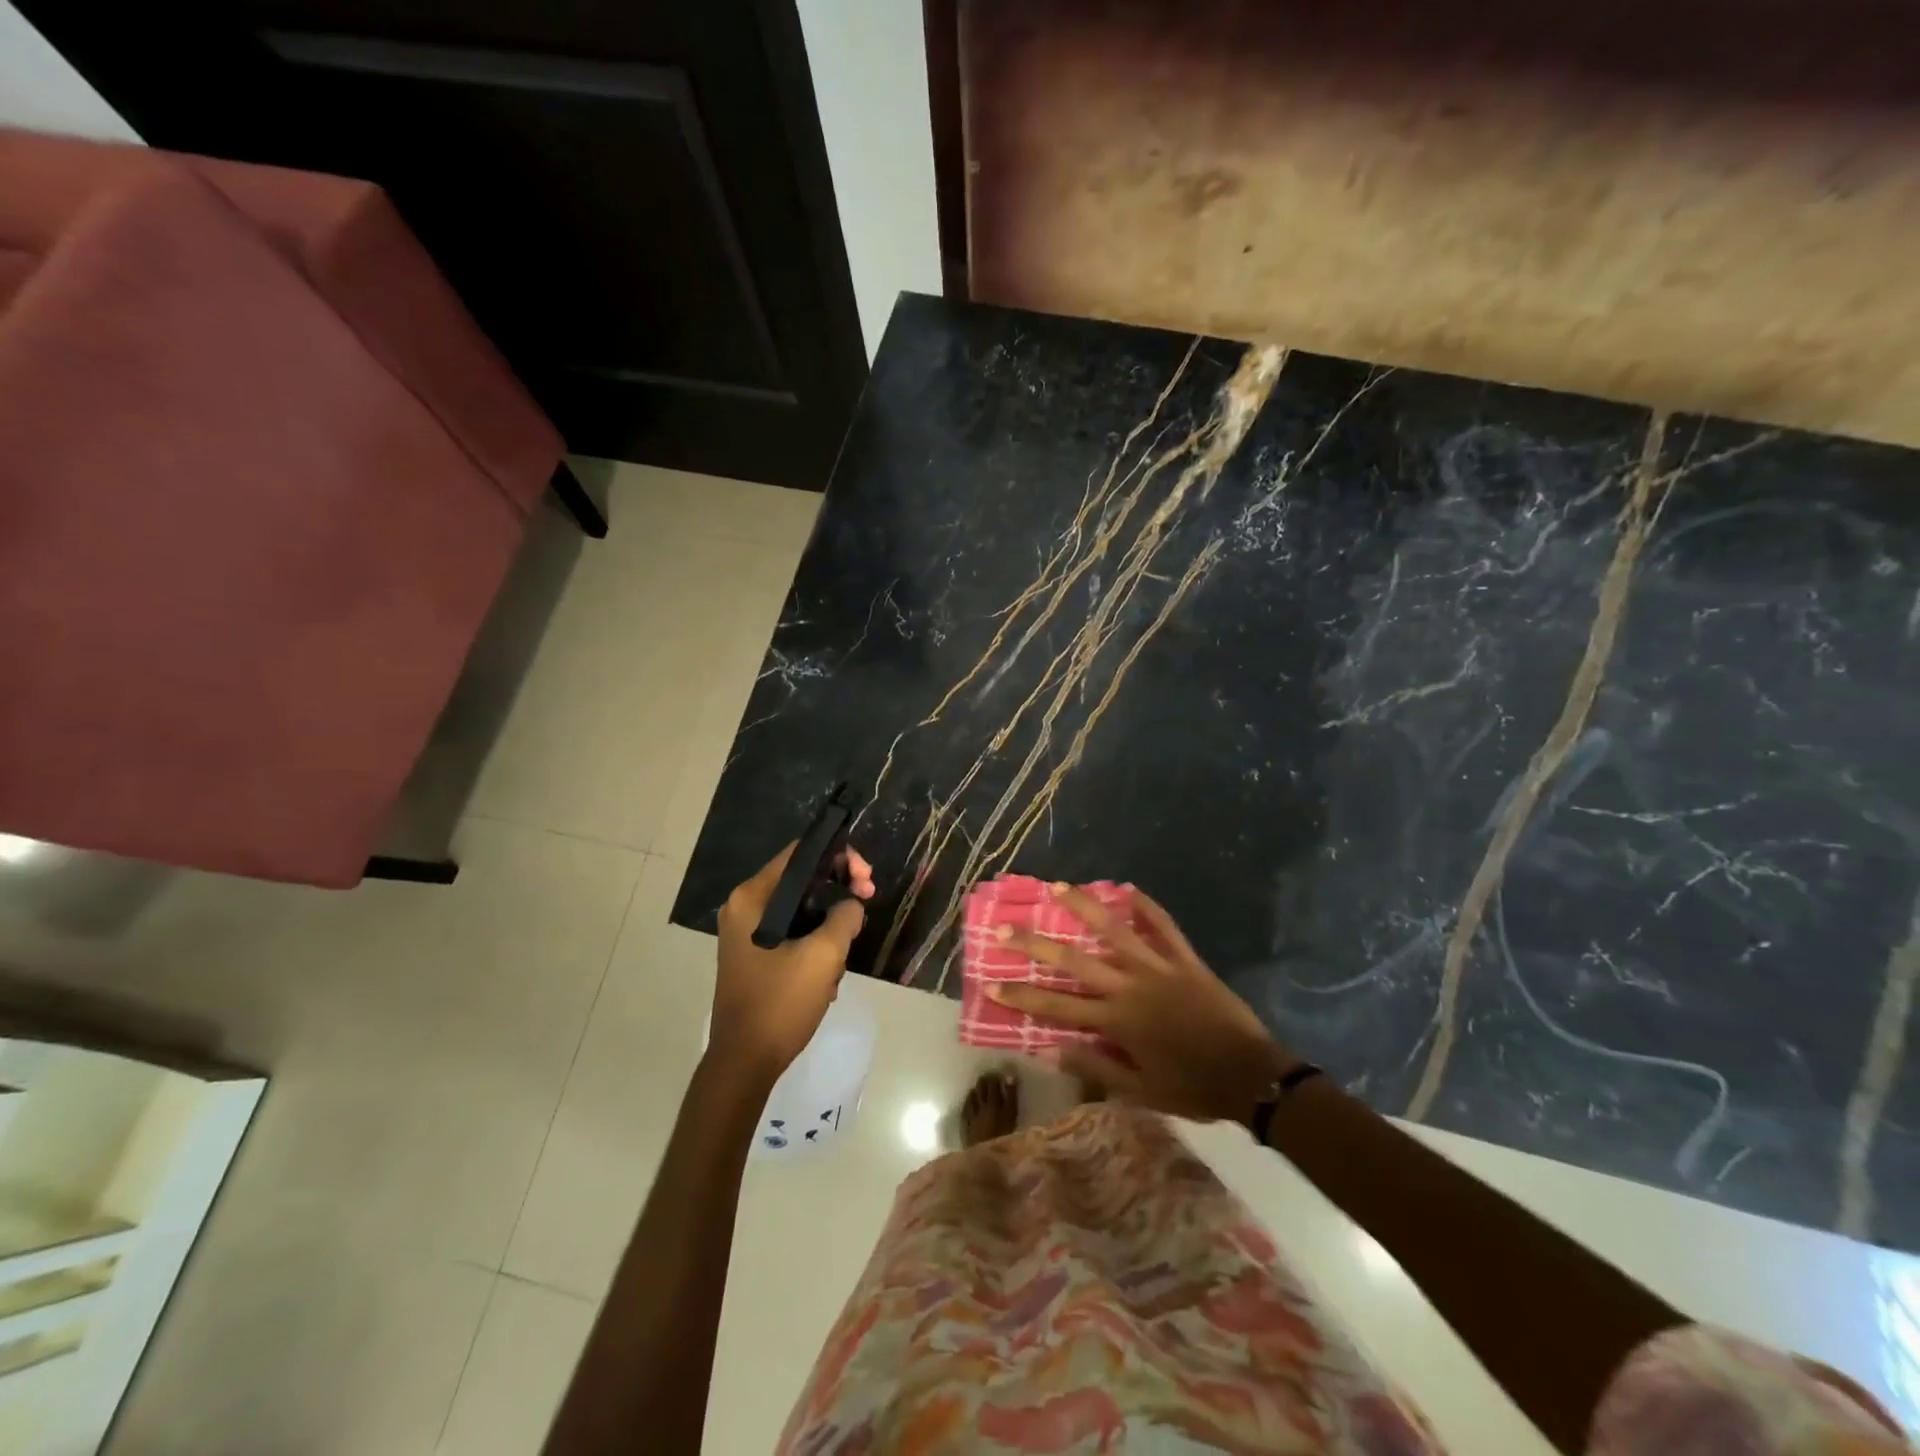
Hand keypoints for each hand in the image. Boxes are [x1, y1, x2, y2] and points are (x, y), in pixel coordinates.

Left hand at [711, 844, 875, 1081]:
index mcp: (752, 898)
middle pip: (802, 879)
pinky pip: (792, 932)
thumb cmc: (780, 1003)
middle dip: (838, 891)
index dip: (839, 857)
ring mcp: (746, 933)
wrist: (745, 1063)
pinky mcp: (754, 955)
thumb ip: (844, 917)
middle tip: (867, 902)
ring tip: (845, 951)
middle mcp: (744, 907)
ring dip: (829, 924)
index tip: (866, 880)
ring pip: (801, 909)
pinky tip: (828, 972)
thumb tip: (852, 904)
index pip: (800, 853)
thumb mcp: (823, 956)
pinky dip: (814, 943)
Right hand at [993, 884, 1296, 1122]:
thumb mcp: (1141, 1091)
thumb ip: (1096, 1068)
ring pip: (1114, 930)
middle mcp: (1130, 986)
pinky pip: (1164, 926)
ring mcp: (1158, 967)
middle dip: (1036, 943)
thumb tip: (1050, 1050)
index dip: (1022, 995)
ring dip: (1084, 907)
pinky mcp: (1185, 959)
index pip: (1057, 1006)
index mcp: (1117, 1021)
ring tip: (1060, 887)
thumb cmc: (1193, 1087)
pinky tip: (1128, 887)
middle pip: (1074, 960)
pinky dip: (1146, 906)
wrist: (1252, 1076)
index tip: (992, 982)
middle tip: (1005, 927)